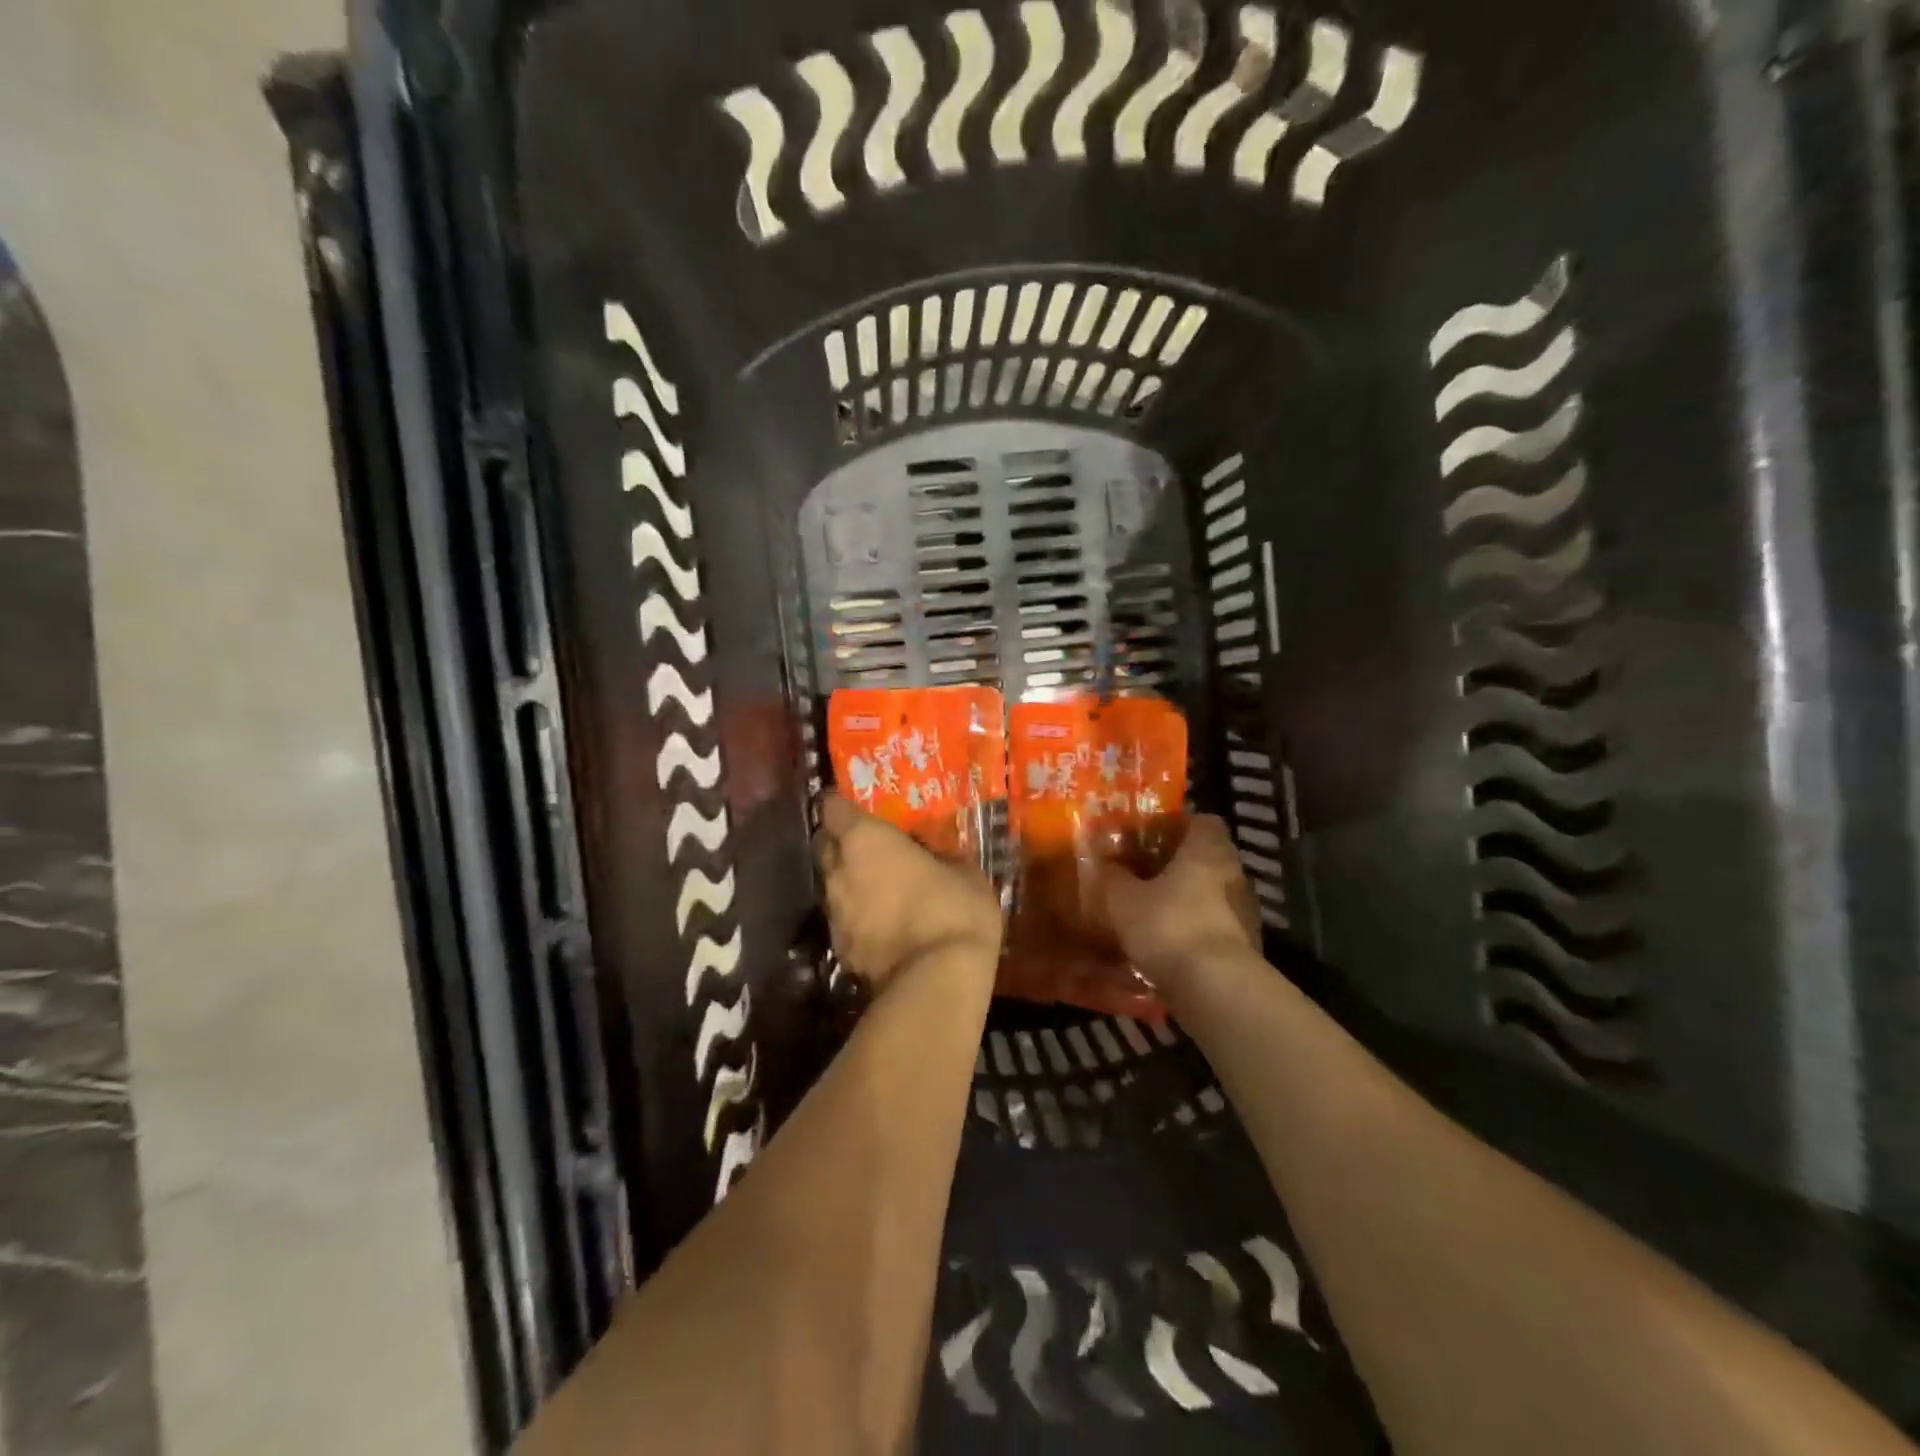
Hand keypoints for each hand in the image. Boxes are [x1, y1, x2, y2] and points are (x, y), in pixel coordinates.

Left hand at [813, 794, 1001, 991]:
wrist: (936, 981)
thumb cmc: (952, 909)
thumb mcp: (963, 871)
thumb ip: (939, 856)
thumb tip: (935, 856)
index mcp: (864, 839)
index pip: (832, 808)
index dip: (841, 806)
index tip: (857, 809)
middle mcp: (838, 870)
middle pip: (823, 845)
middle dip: (839, 843)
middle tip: (868, 847)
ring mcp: (834, 912)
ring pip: (830, 885)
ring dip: (847, 882)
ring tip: (876, 888)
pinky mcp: (838, 949)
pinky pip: (842, 920)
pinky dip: (855, 918)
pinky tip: (880, 925)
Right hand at [1102, 816, 1259, 986]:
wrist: (1216, 989)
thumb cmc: (1168, 926)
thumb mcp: (1123, 899)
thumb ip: (1113, 876)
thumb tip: (1104, 861)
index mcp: (1207, 849)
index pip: (1201, 820)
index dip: (1174, 825)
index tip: (1148, 837)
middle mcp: (1233, 872)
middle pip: (1206, 856)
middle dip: (1176, 864)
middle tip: (1142, 873)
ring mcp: (1244, 910)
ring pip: (1211, 891)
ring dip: (1186, 897)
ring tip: (1151, 910)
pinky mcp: (1246, 944)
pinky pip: (1215, 924)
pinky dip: (1194, 927)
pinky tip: (1167, 942)